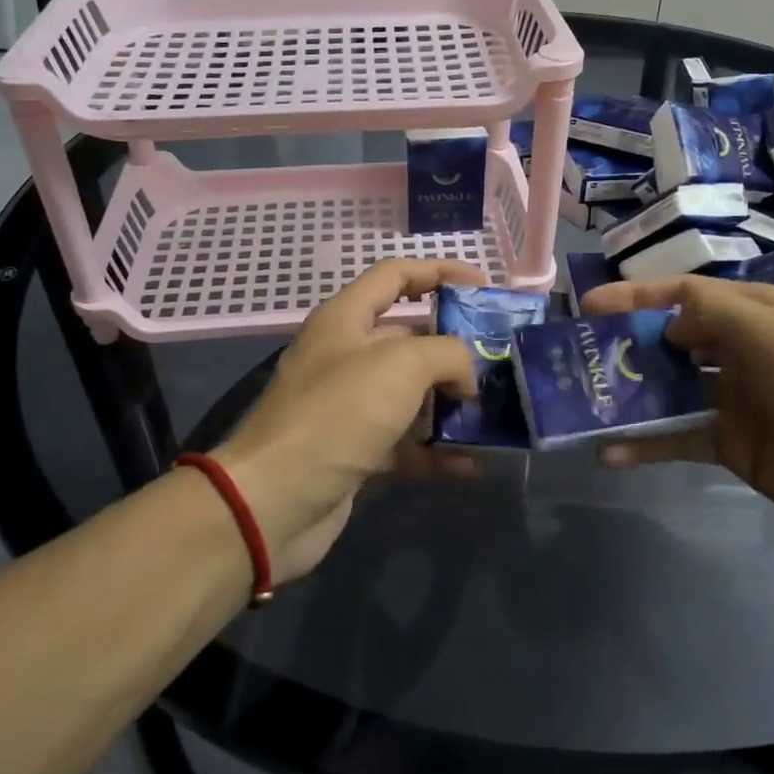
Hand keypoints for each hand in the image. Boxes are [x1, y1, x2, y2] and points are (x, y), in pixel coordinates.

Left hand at [214, 259, 481, 581]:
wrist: (273, 502)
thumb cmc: (337, 415)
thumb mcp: (401, 366)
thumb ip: (447, 354)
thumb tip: (466, 376)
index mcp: (345, 319)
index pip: (395, 275)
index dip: (439, 271)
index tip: (483, 287)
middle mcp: (345, 356)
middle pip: (408, 337)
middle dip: (454, 346)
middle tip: (499, 360)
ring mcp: (348, 407)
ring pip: (410, 394)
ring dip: (449, 403)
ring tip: (494, 412)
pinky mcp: (354, 452)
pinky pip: (404, 444)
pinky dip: (435, 452)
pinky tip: (471, 465)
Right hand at [581, 276, 773, 566]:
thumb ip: (712, 312)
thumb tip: (667, 323)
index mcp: (757, 314)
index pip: (685, 295)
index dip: (637, 297)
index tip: (588, 307)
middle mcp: (743, 351)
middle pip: (671, 341)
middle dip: (626, 345)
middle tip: (576, 358)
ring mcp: (737, 401)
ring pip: (669, 390)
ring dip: (629, 395)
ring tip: (580, 403)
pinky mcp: (735, 447)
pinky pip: (679, 439)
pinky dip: (645, 444)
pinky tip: (610, 453)